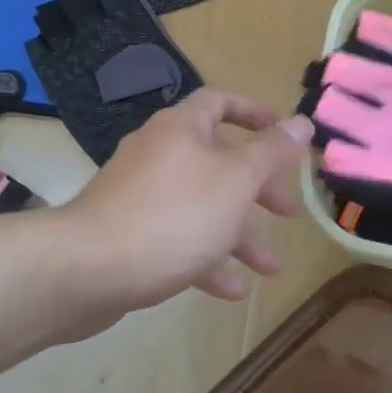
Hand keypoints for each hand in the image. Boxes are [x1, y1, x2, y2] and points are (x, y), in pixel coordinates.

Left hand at [59, 90, 312, 314]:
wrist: (89, 269)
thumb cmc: (174, 215)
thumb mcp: (236, 180)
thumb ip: (272, 152)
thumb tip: (302, 122)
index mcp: (181, 129)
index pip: (220, 102)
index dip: (255, 114)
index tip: (285, 135)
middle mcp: (159, 154)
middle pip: (218, 161)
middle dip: (258, 189)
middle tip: (289, 213)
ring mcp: (140, 195)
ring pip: (201, 206)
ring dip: (239, 234)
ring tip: (270, 268)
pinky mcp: (129, 234)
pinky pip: (177, 238)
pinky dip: (206, 258)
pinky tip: (232, 289)